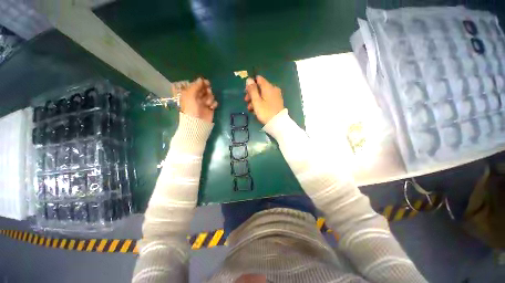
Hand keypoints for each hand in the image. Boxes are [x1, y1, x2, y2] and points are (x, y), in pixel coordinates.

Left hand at [179, 78, 217, 122]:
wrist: (197, 123)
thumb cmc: (191, 109)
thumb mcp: (190, 96)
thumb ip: (195, 86)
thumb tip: (200, 79)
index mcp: (190, 94)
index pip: (197, 85)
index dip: (201, 83)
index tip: (206, 83)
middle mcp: (197, 98)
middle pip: (205, 90)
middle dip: (207, 90)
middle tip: (208, 92)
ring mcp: (204, 103)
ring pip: (210, 96)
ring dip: (210, 98)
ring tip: (207, 104)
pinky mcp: (210, 108)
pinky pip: (214, 103)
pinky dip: (214, 104)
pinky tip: (211, 107)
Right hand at [244, 76, 284, 124]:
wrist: (277, 123)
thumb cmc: (265, 112)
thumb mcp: (256, 101)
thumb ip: (252, 90)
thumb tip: (249, 79)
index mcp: (268, 87)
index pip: (258, 79)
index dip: (251, 84)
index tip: (246, 92)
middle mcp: (273, 89)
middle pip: (260, 88)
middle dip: (252, 94)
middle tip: (246, 102)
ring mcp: (276, 96)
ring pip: (263, 94)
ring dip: (255, 100)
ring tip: (250, 109)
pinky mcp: (277, 102)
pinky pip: (267, 99)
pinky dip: (261, 103)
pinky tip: (257, 110)